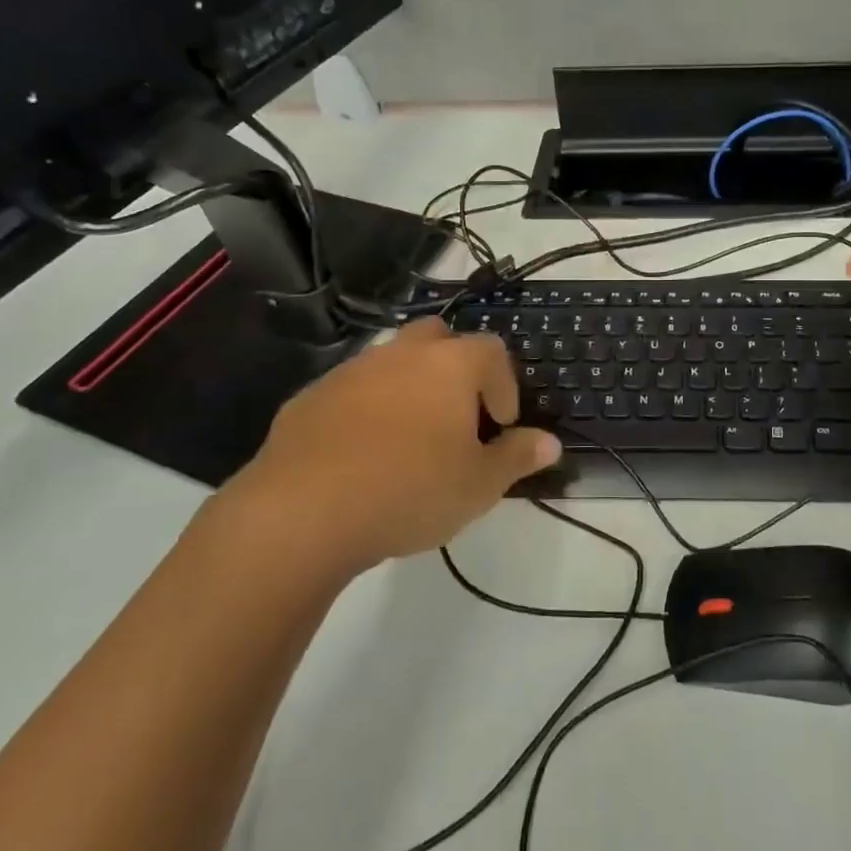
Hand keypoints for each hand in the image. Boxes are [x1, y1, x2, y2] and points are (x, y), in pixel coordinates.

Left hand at [227, 319, 560, 575]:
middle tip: (458, 415)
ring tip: (410, 438)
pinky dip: (366, 409)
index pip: (493, 351)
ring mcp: (351, 371)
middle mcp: (402, 353)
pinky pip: (351, 390)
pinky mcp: (310, 397)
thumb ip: (518, 457)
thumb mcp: (479, 485)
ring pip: (392, 361)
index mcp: (450, 365)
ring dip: (409, 386)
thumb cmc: (410, 490)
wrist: (302, 512)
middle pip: (439, 338)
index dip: (505, 385)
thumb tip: (549, 442)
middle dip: (455, 368)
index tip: (501, 426)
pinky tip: (362, 454)